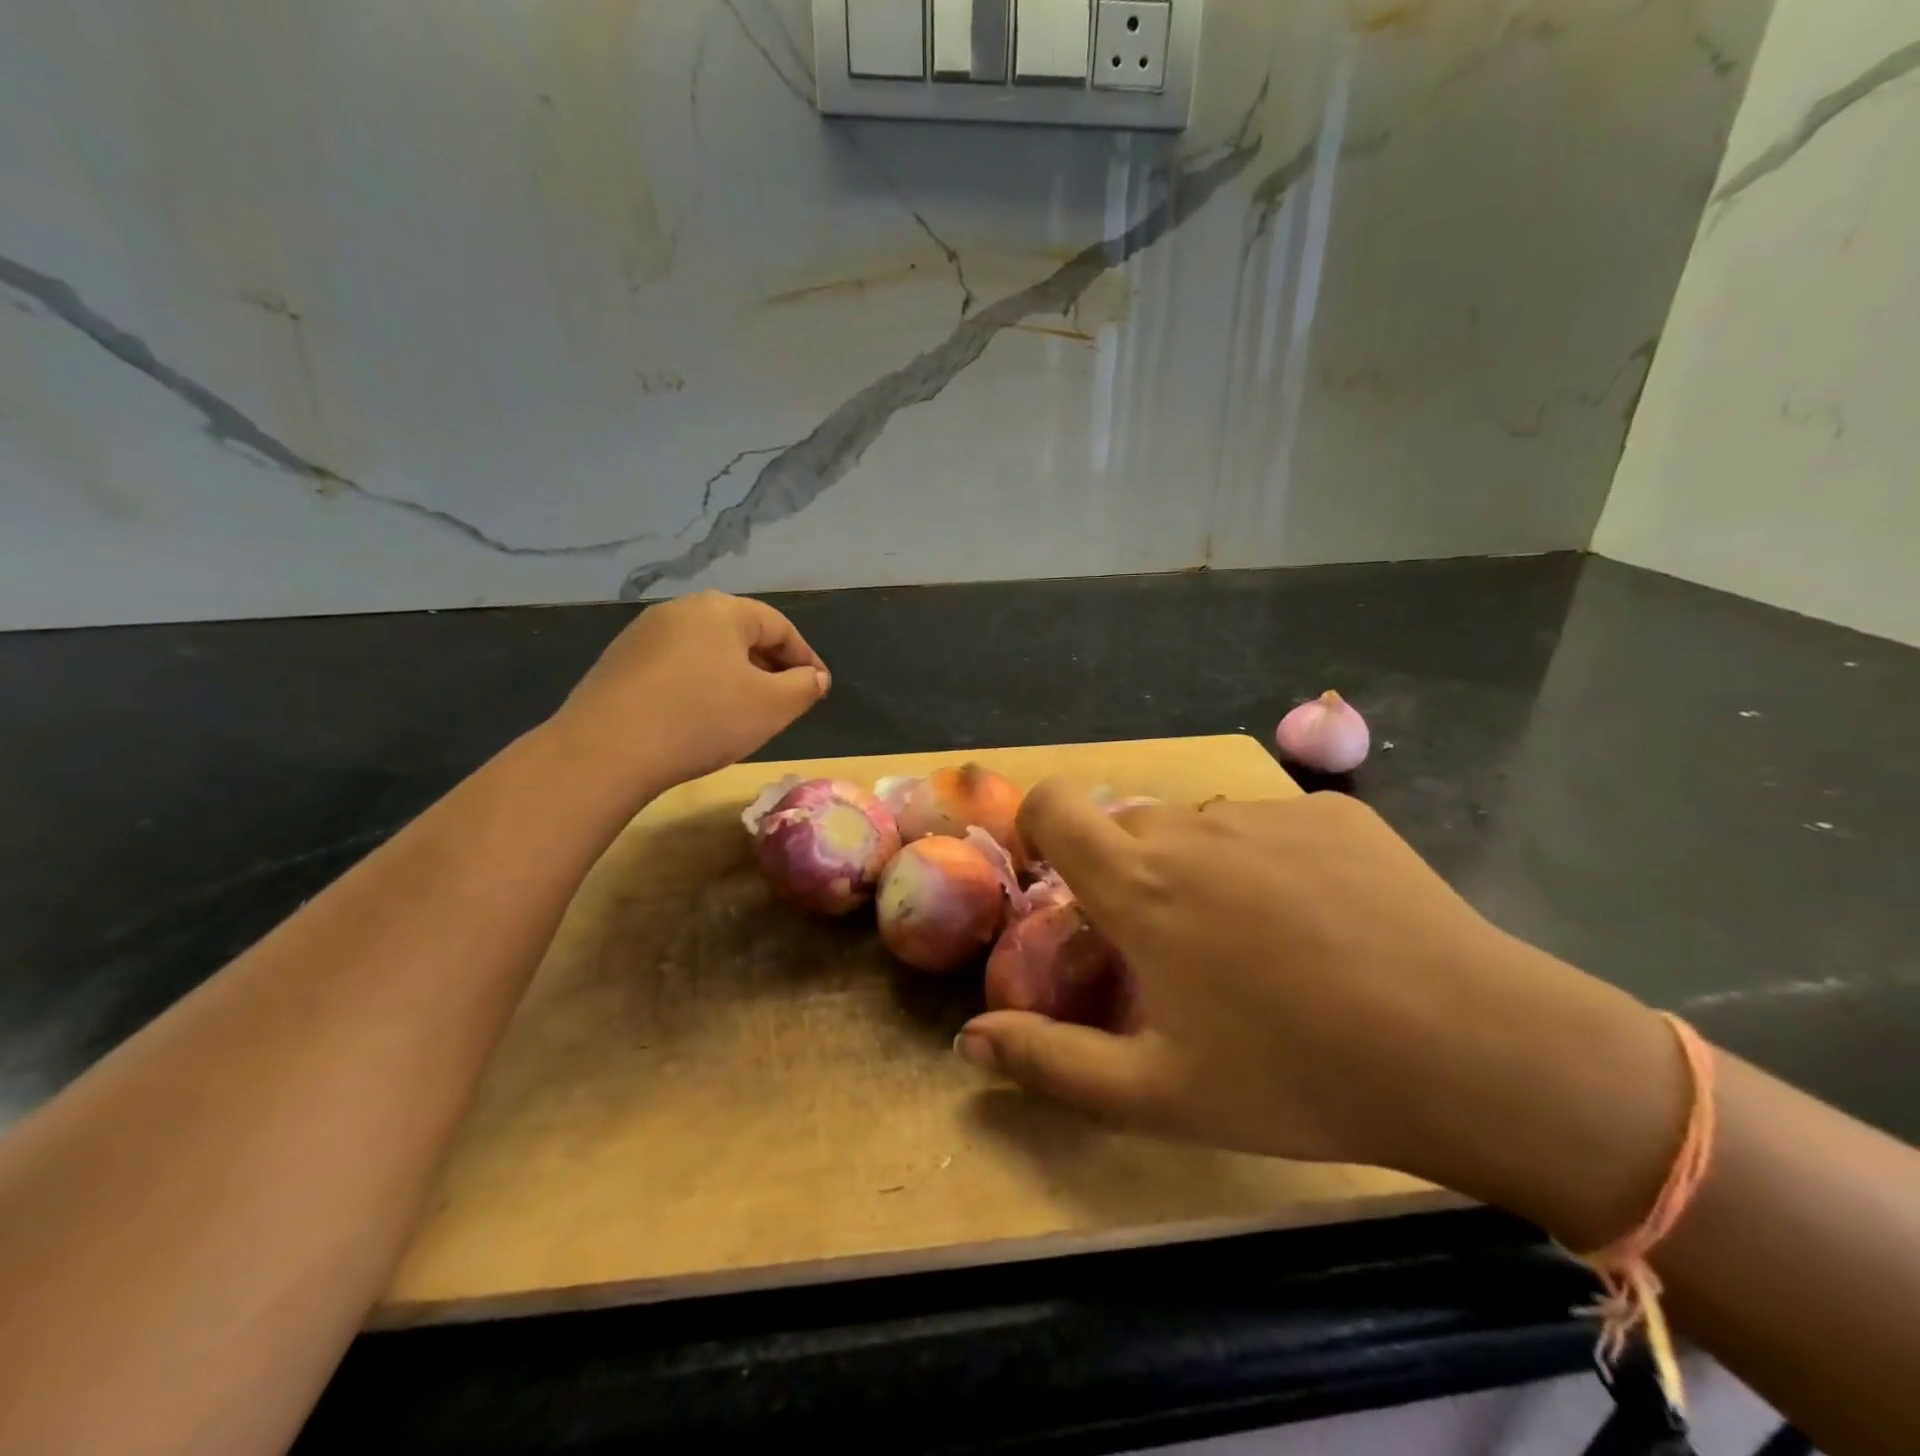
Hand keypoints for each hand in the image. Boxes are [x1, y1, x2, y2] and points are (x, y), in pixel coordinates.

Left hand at [547, 592, 829, 797]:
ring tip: (745, 711)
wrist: (605, 751)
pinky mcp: (618, 662)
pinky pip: (675, 666)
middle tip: (785, 701)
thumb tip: (815, 677)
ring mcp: (643, 634)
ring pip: (707, 650)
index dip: (806, 659)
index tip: (819, 690)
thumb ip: (805, 687)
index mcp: (721, 609)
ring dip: (734, 676)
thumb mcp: (772, 707)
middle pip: (741, 634)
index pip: (780, 626)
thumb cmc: (702, 720)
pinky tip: (699, 717)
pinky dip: (699, 685)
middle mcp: (681, 610)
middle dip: (770, 666)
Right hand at [957, 785, 1690, 1248]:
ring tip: (1257, 944)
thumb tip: (969, 1041)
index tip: (1063, 879)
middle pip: (1129, 827)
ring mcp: (1268, 810)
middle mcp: (1193, 826)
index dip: (1041, 825)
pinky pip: (1269, 824)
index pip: (1055, 805)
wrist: (1479, 1053)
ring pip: (1199, 827)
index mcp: (1141, 884)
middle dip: (1129, 875)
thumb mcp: (1161, 1094)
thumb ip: (1052, 1064)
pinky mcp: (1334, 811)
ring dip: (1200, 869)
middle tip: (1172, 950)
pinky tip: (1323, 923)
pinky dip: (1268, 861)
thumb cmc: (1300, 1078)